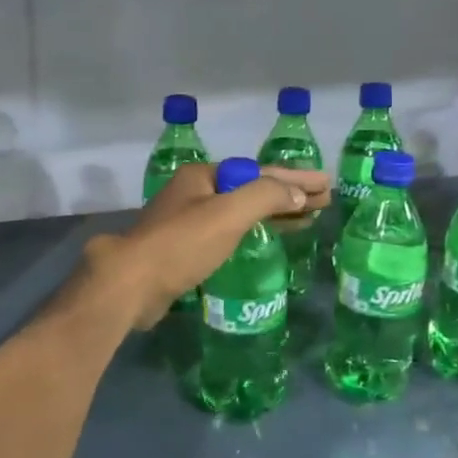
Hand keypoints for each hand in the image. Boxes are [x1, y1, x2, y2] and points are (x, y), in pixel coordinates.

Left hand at [84, 163, 330, 328]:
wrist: (131, 284)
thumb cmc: (181, 244)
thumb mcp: (227, 214)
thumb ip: (265, 197)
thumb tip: (297, 194)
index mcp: (203, 177)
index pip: (260, 173)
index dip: (295, 179)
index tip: (326, 183)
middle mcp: (195, 192)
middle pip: (251, 189)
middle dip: (289, 194)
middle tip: (325, 201)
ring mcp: (188, 221)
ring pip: (241, 211)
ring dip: (275, 213)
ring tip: (308, 218)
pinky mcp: (185, 249)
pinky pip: (230, 232)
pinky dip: (255, 231)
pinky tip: (269, 238)